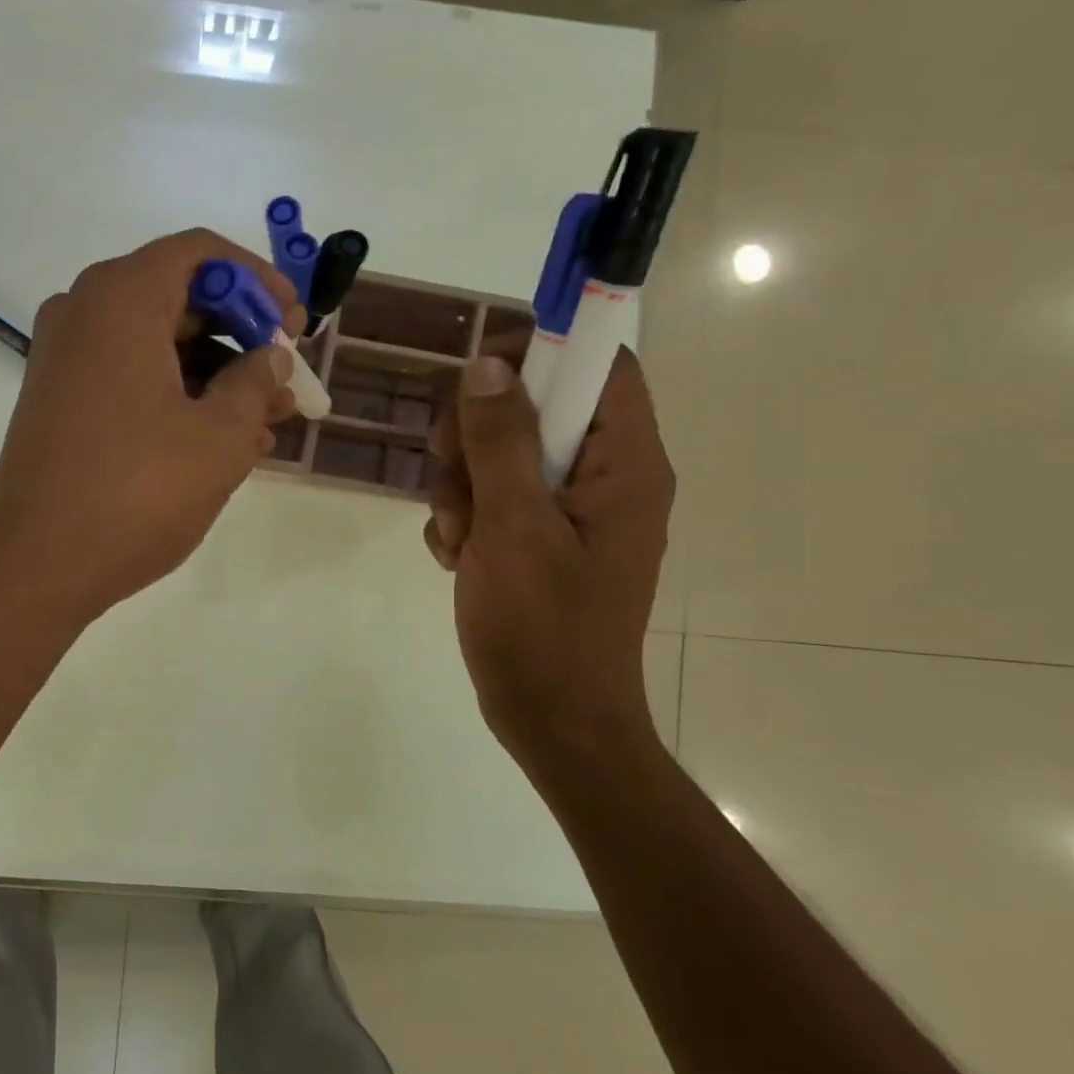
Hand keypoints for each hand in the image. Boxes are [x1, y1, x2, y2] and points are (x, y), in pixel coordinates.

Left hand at [0, 229, 303, 622]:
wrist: (37, 566)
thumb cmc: (137, 492)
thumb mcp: (219, 437)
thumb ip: (256, 384)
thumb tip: (271, 358)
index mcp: (120, 299)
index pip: (202, 255)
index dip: (259, 281)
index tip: (295, 323)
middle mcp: (83, 313)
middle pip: (179, 298)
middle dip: (241, 336)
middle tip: (285, 378)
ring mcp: (64, 359)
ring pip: (157, 344)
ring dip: (215, 375)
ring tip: (266, 422)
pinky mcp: (59, 401)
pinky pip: (130, 378)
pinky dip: (176, 396)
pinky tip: (221, 441)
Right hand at [424, 337, 674, 780]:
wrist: (552, 721)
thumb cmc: (542, 627)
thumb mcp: (513, 526)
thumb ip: (500, 441)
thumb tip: (488, 365)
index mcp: (624, 465)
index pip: (600, 366)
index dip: (541, 352)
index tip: (475, 376)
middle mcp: (605, 478)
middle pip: (537, 407)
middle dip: (478, 437)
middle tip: (449, 472)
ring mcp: (571, 512)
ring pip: (503, 456)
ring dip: (462, 487)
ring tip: (456, 539)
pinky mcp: (542, 540)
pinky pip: (495, 499)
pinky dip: (467, 520)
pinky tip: (457, 558)